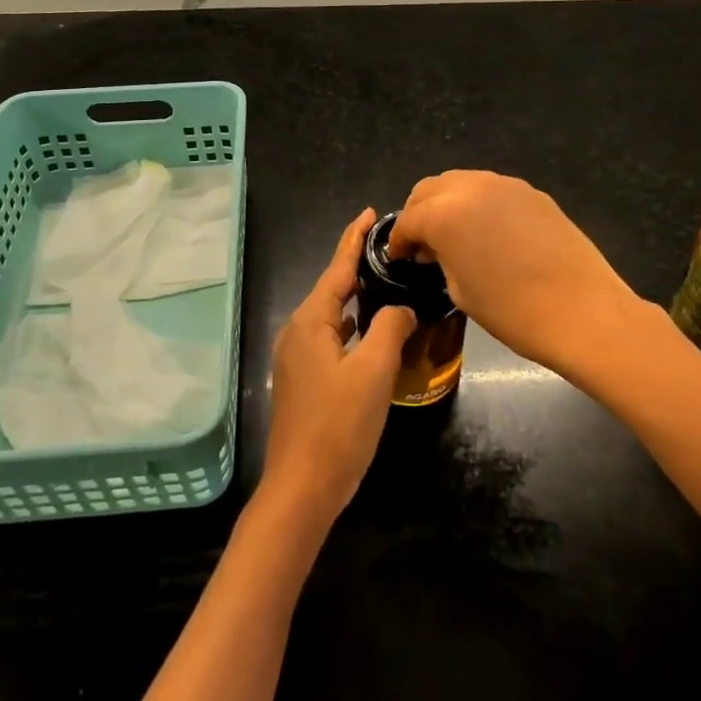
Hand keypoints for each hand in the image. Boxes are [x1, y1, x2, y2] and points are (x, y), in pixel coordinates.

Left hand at [259, 209, 417, 532]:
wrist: (302, 487)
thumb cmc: (338, 425)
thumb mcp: (374, 371)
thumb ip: (390, 328)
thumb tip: (402, 308)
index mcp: (311, 321)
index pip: (336, 267)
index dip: (354, 238)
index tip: (369, 212)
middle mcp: (299, 331)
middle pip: (332, 288)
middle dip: (358, 265)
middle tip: (392, 248)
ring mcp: (298, 357)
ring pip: (333, 314)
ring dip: (358, 297)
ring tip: (388, 281)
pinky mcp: (304, 379)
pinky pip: (332, 337)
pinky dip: (354, 326)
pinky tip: (373, 329)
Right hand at [389, 171, 641, 376]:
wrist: (584, 311)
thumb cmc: (513, 311)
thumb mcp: (460, 290)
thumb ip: (440, 258)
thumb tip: (436, 249)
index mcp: (444, 213)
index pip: (409, 219)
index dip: (399, 241)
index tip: (400, 258)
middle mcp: (470, 187)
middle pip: (430, 189)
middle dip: (419, 213)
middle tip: (422, 243)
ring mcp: (505, 185)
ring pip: (461, 182)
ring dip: (448, 203)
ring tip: (454, 235)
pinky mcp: (532, 192)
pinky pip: (492, 190)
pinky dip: (478, 204)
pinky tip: (488, 233)